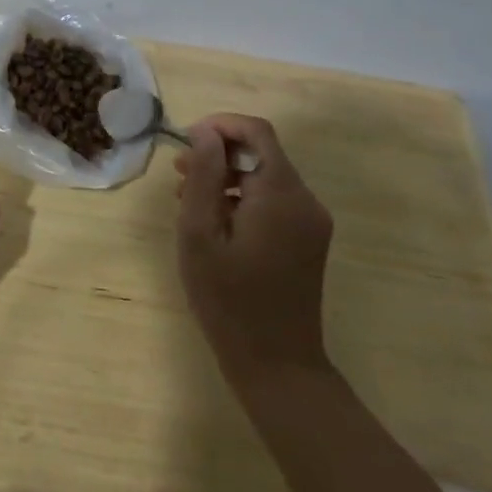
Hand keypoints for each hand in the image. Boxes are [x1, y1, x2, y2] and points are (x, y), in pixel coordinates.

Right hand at [175, 114, 332, 391]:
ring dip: (228, 177)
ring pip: (266, 177)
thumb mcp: (200, 234)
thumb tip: (206, 133)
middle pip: (261, 153)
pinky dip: (244, 198)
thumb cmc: (229, 300)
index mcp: (281, 193)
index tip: (186, 142)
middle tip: (179, 174)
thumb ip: (204, 176)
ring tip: (189, 199)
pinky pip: (274, 201)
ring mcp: (311, 222)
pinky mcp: (308, 240)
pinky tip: (216, 222)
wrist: (278, 365)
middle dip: (219, 154)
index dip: (220, 126)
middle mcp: (305, 200)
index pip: (256, 132)